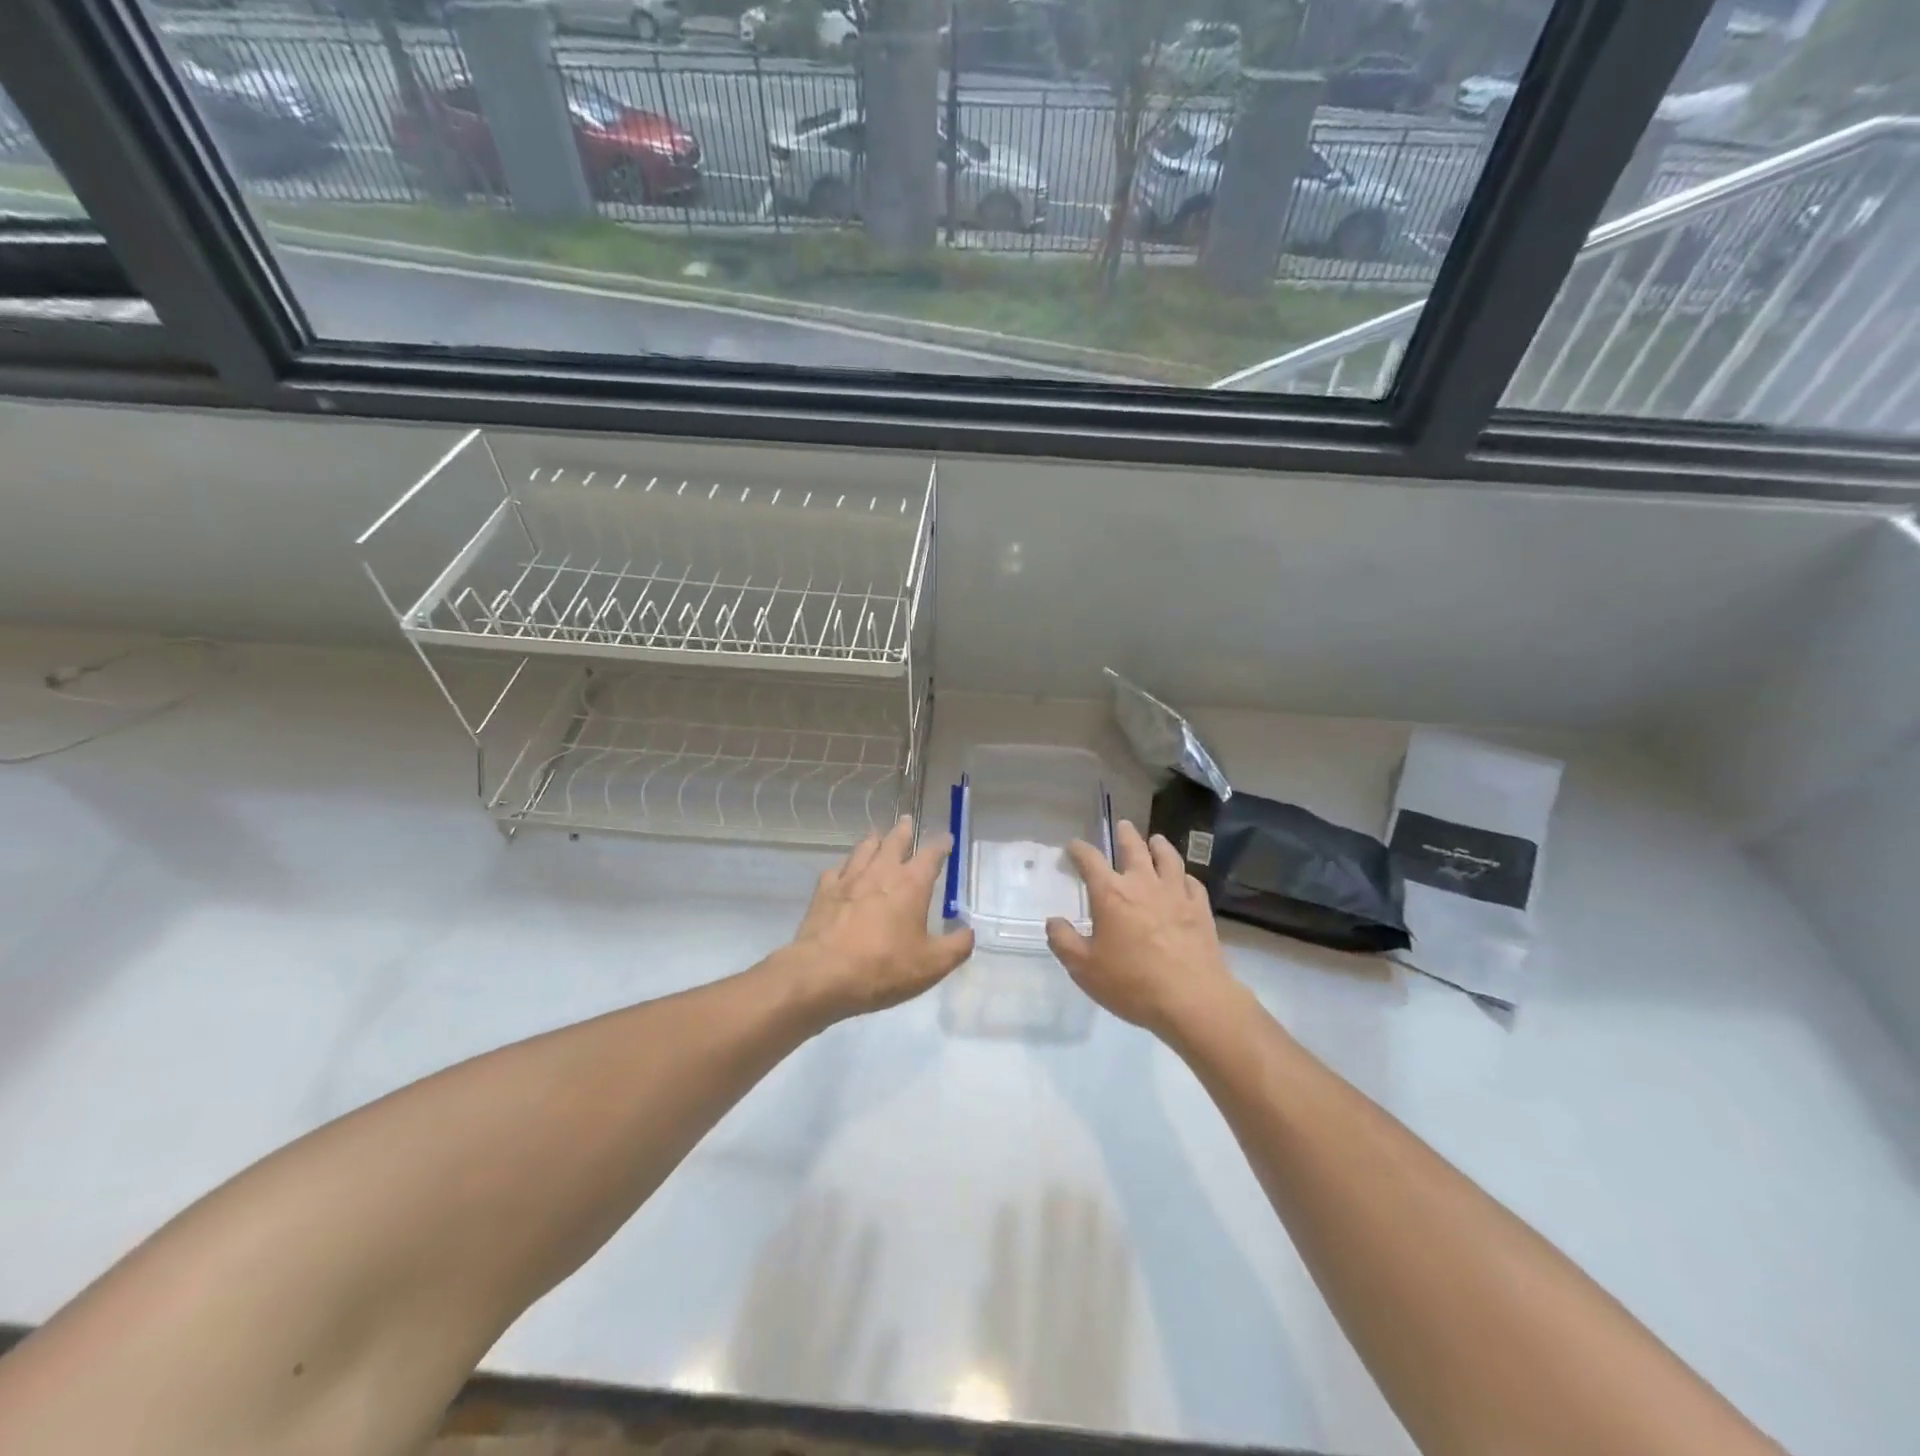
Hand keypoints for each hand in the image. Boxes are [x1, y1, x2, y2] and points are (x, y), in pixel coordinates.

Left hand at [788, 816, 973, 1020]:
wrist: (823, 974)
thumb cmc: (883, 967)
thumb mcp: (931, 965)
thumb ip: (956, 947)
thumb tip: (969, 932)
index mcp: (911, 884)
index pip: (931, 855)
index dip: (941, 845)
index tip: (946, 838)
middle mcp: (881, 872)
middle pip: (894, 841)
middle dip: (904, 830)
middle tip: (908, 820)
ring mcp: (849, 879)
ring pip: (864, 848)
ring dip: (874, 840)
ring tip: (877, 835)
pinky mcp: (824, 891)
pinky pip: (837, 870)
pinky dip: (845, 867)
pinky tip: (844, 871)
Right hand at [1045, 820, 1236, 1037]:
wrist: (1192, 999)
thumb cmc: (1132, 983)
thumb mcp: (1084, 969)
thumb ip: (1064, 942)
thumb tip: (1053, 921)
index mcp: (1111, 894)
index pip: (1090, 860)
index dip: (1079, 849)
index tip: (1072, 846)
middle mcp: (1142, 884)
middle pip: (1134, 848)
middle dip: (1124, 834)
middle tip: (1122, 825)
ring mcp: (1175, 893)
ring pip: (1168, 858)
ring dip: (1159, 845)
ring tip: (1156, 840)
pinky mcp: (1200, 909)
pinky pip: (1192, 882)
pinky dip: (1185, 876)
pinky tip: (1184, 879)